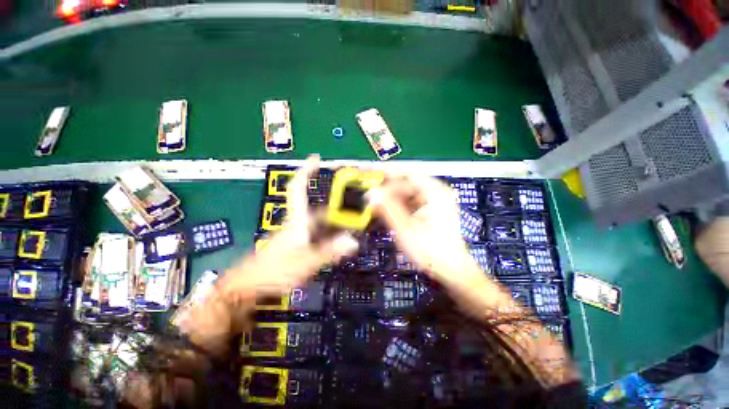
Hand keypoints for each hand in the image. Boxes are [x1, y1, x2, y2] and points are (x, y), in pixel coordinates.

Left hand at [219, 155, 358, 300]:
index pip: (298, 188)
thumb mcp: (304, 262)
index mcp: (296, 220)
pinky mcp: (297, 245)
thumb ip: (329, 252)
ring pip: (320, 224)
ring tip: (352, 230)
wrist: (246, 288)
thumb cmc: (272, 271)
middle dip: (338, 210)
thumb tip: (352, 242)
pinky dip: (330, 237)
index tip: (316, 158)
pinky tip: (339, 244)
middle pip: (320, 210)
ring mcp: (297, 234)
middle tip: (357, 214)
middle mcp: (297, 223)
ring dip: (336, 225)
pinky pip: (318, 235)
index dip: (306, 171)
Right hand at [369, 174, 484, 289]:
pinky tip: (387, 211)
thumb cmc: (431, 250)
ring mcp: (434, 200)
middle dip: (386, 189)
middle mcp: (436, 191)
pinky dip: (397, 205)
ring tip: (374, 204)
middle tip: (368, 195)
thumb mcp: (405, 228)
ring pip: (406, 192)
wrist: (451, 270)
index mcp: (435, 191)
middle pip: (406, 182)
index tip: (368, 177)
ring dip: (390, 198)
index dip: (386, 175)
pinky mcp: (430, 209)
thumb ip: (387, 208)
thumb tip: (370, 192)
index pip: (406, 174)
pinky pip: (410, 201)